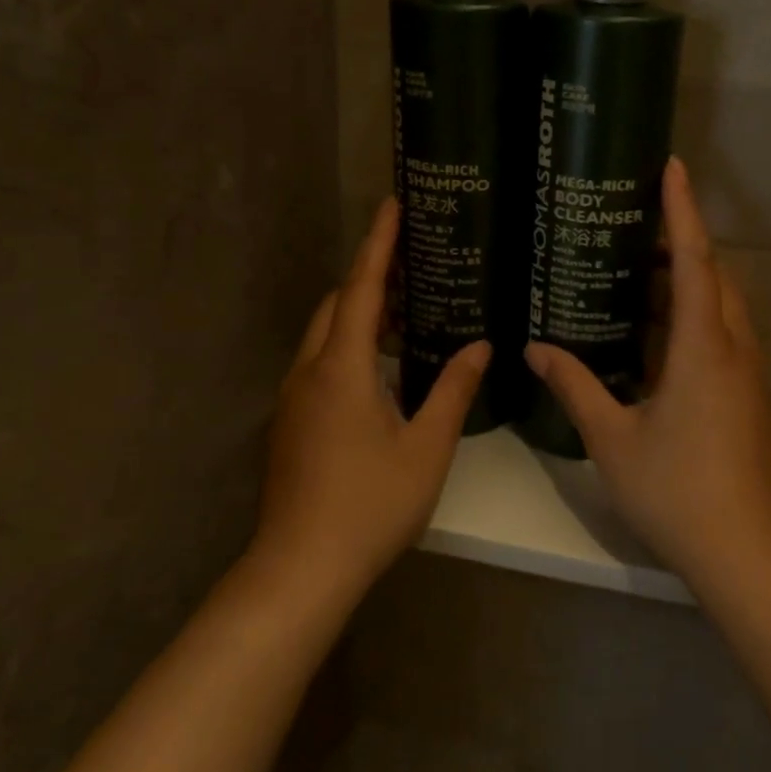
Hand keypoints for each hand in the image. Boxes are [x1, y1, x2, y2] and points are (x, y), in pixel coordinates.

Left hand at [252, 198, 489, 599]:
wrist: (300, 568)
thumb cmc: (369, 505)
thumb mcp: (426, 448)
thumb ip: (454, 391)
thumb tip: (481, 346)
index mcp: (342, 369)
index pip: (363, 288)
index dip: (379, 244)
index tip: (392, 203)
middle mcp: (309, 373)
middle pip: (337, 305)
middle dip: (370, 279)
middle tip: (413, 268)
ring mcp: (293, 399)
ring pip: (324, 336)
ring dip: (359, 316)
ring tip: (406, 316)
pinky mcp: (289, 424)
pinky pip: (319, 364)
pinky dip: (348, 348)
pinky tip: (380, 372)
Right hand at [526, 158, 770, 590]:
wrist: (749, 553)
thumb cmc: (678, 490)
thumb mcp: (613, 437)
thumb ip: (575, 387)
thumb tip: (534, 349)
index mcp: (704, 347)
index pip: (695, 259)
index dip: (682, 209)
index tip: (671, 166)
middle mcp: (734, 349)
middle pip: (713, 277)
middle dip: (680, 244)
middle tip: (632, 228)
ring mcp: (748, 375)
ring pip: (721, 308)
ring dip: (688, 284)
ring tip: (637, 275)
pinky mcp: (749, 398)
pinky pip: (722, 337)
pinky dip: (693, 319)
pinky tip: (655, 338)